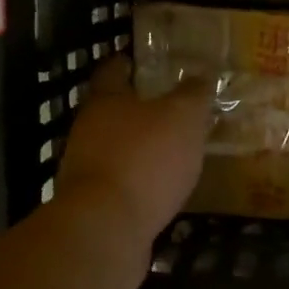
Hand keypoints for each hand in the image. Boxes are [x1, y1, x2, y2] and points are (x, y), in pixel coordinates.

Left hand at [53, 57, 210, 280]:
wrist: (106, 227)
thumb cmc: (144, 159)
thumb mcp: (182, 118)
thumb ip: (193, 95)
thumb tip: (201, 76)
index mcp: (105, 102)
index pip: (111, 72)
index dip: (124, 63)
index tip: (136, 60)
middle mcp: (88, 131)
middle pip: (110, 112)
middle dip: (135, 109)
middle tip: (167, 108)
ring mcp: (86, 170)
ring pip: (114, 149)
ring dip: (138, 148)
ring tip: (170, 151)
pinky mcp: (93, 205)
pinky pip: (120, 184)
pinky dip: (138, 181)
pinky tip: (161, 188)